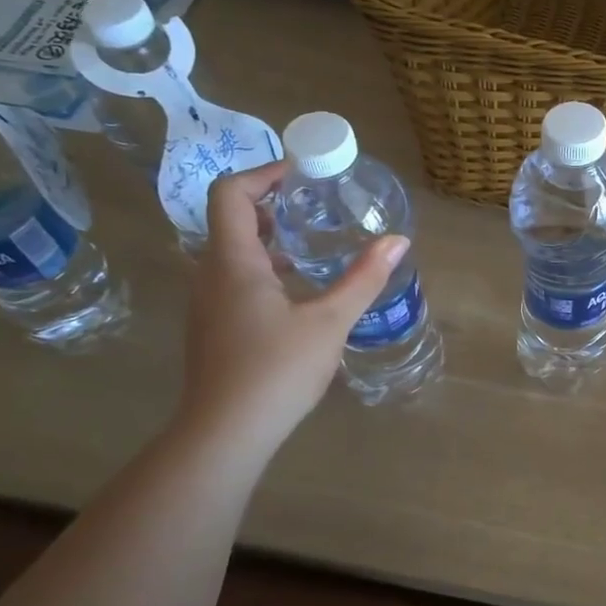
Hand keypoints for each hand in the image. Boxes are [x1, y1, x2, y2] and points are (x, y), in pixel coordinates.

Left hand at [177, 161, 406, 452]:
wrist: (226, 433)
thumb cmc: (277, 369)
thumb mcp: (330, 321)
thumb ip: (364, 278)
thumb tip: (398, 240)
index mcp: (233, 261)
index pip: (230, 193)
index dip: (263, 173)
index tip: (302, 173)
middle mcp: (210, 274)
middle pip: (231, 219)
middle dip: (272, 203)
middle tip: (315, 204)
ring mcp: (207, 303)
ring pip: (232, 251)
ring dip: (269, 238)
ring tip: (313, 243)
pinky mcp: (213, 327)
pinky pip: (233, 278)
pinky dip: (263, 267)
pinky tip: (299, 290)